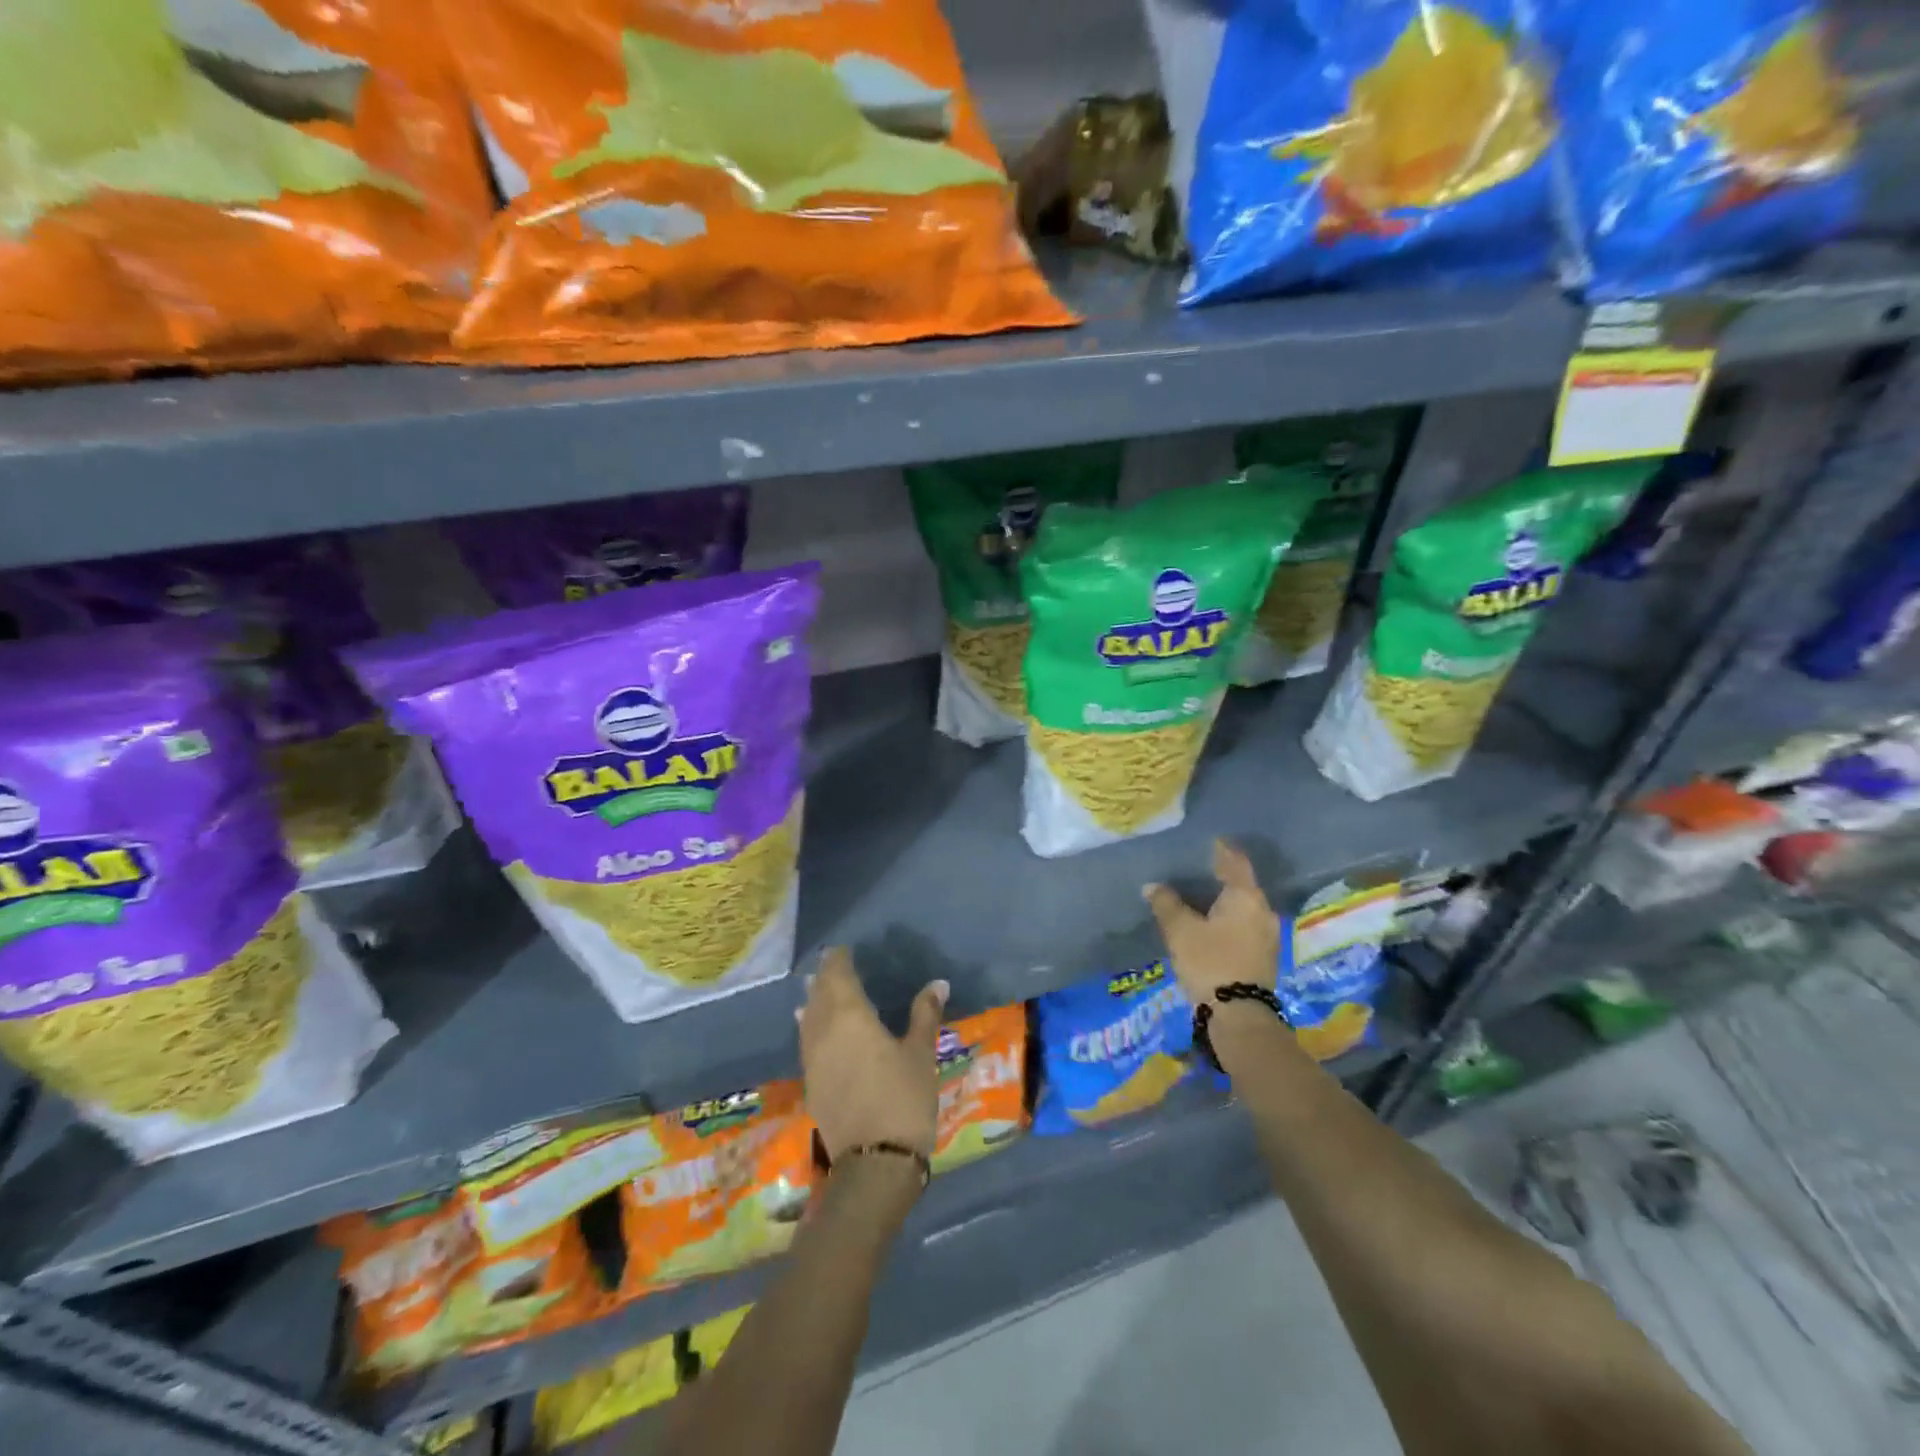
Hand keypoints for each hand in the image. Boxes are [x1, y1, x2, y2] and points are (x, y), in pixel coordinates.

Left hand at [797, 947, 946, 1162]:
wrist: (874, 1164)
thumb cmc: (902, 1099)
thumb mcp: (921, 1054)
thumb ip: (925, 1015)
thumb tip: (938, 983)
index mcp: (850, 1015)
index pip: (837, 976)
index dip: (838, 960)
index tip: (843, 949)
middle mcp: (823, 1031)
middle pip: (818, 995)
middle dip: (825, 978)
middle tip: (832, 965)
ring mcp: (813, 1059)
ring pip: (808, 1019)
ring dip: (813, 1001)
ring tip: (817, 990)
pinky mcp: (811, 1084)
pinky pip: (807, 1042)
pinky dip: (811, 1027)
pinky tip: (816, 1030)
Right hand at [1143, 839, 1280, 1003]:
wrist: (1239, 1017)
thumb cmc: (1209, 962)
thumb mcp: (1180, 930)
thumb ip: (1166, 903)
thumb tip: (1152, 886)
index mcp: (1246, 897)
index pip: (1235, 862)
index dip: (1221, 849)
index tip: (1208, 841)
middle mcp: (1263, 911)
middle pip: (1242, 885)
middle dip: (1220, 877)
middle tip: (1197, 870)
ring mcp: (1268, 936)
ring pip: (1244, 908)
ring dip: (1224, 902)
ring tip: (1199, 898)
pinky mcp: (1264, 957)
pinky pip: (1245, 926)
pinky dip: (1228, 920)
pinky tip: (1211, 925)